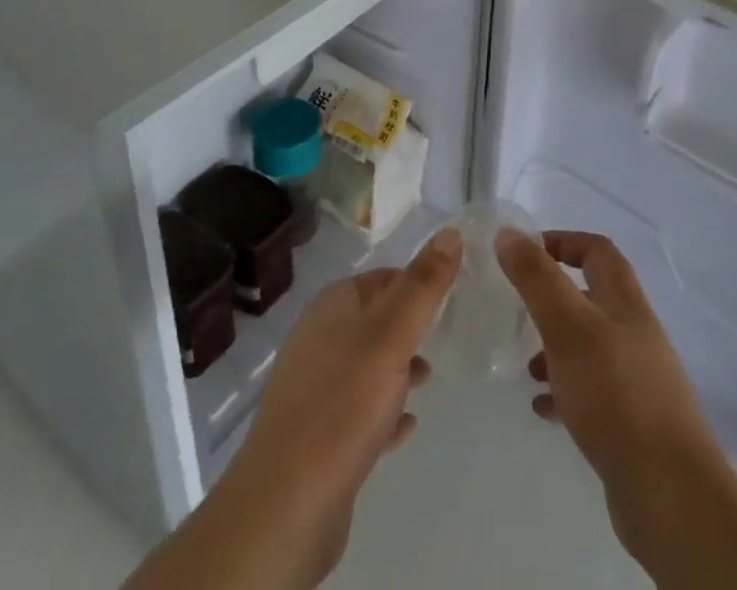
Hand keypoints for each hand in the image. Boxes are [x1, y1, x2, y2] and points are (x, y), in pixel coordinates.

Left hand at [124, 228, 459, 589]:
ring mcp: (315, 389)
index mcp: (331, 307)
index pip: (380, 278)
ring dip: (397, 368)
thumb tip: (451, 232)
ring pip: (366, 366)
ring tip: (430, 377)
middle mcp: (318, 340)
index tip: (451, 293)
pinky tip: (407, 426)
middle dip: (408, 325)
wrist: (285, 505)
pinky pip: (359, 413)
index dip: (415, 281)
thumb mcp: (391, 336)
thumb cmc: (342, 405)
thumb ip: (422, 286)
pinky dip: (384, 412)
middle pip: (373, 320)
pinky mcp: (318, 437)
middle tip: (446, 334)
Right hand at [497, 229, 736, 589]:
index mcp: (625, 302)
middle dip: (553, 300)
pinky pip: (592, 393)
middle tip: (520, 313)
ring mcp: (637, 379)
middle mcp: (635, 333)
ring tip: (528, 368)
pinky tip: (544, 409)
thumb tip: (509, 234)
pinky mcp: (633, 423)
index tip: (525, 254)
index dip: (562, 242)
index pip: (596, 250)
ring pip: (589, 347)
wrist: (671, 494)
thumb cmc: (616, 393)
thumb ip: (537, 278)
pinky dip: (565, 392)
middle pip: (592, 298)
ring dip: (556, 349)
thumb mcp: (567, 325)